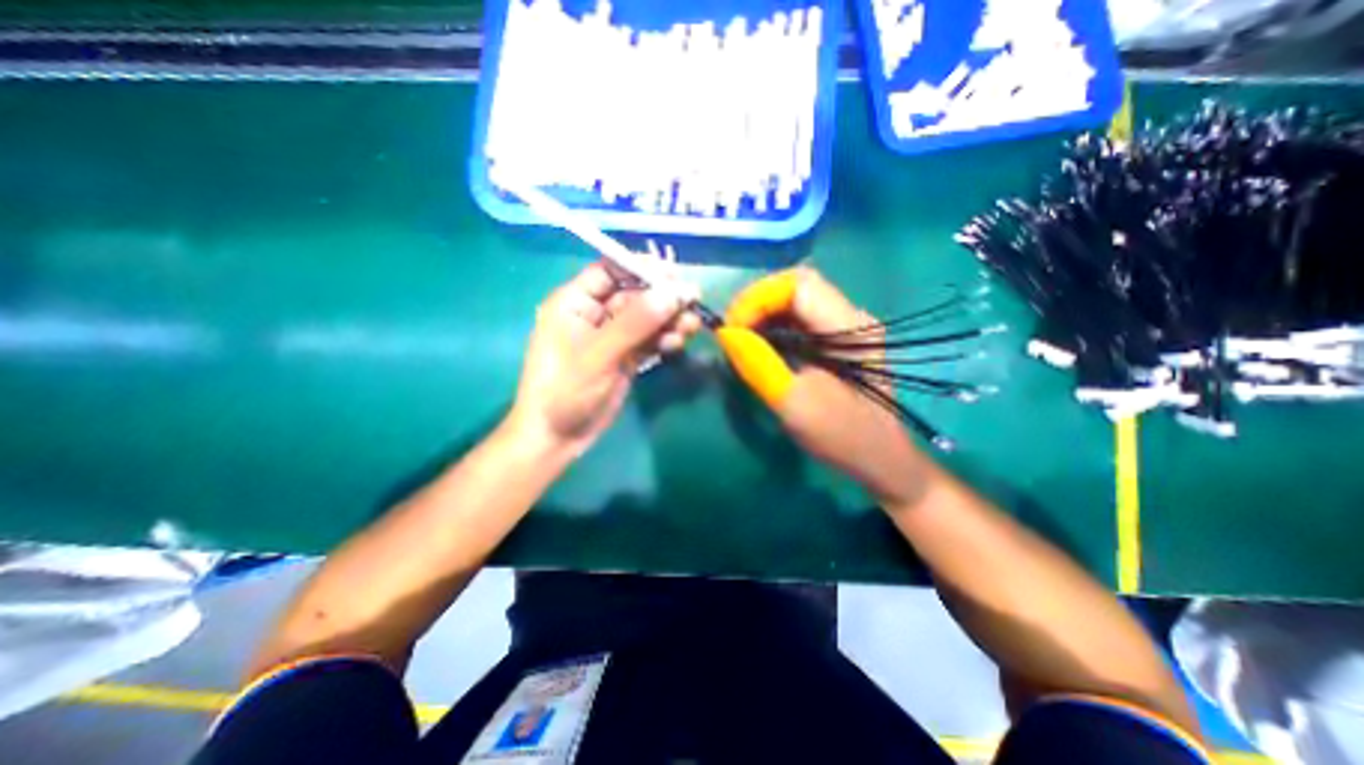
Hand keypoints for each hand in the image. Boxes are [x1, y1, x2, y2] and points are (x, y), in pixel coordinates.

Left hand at [510, 259, 701, 456]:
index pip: (610, 271)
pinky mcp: (626, 356)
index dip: (641, 268)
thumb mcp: (598, 354)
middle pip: (634, 294)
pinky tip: (678, 343)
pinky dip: (664, 339)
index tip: (673, 273)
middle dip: (663, 297)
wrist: (559, 438)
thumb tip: (672, 292)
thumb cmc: (566, 391)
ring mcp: (613, 337)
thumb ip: (635, 322)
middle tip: (693, 299)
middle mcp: (594, 314)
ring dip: (669, 319)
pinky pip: (649, 340)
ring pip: (646, 318)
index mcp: (575, 302)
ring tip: (691, 325)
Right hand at [718, 266, 933, 506]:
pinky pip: (802, 318)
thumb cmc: (840, 435)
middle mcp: (853, 317)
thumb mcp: (793, 402)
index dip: (758, 298)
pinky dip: (776, 324)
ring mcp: (848, 327)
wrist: (879, 459)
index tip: (732, 328)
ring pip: (798, 299)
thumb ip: (758, 364)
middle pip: (798, 285)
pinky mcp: (841, 340)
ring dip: (765, 311)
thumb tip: (726, 333)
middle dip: (758, 301)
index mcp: (850, 328)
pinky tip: (761, 342)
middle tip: (733, 329)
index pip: (798, 285)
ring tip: (741, 335)